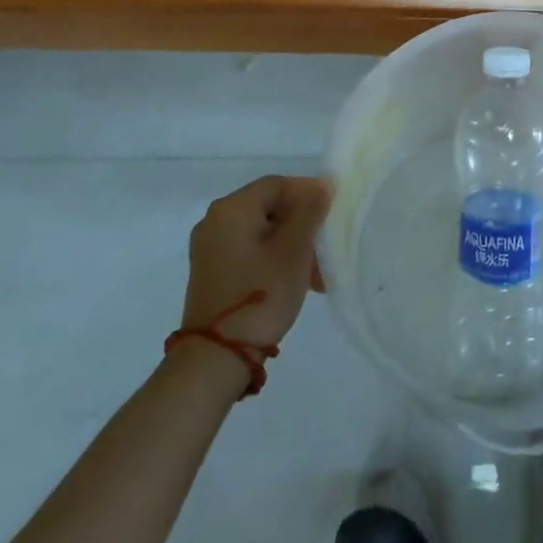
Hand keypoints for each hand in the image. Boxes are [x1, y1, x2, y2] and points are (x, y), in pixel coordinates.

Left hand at [180, 175, 332, 349]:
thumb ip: (310, 211)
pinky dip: (274, 259)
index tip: (333, 211)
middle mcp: (214, 221)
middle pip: (269, 208)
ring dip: (291, 245)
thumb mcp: (294, 249)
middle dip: (302, 224)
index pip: (277, 184)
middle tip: (326, 246)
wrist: (215, 359)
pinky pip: (249, 252)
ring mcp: (209, 249)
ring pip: (262, 233)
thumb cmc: (260, 294)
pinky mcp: (211, 273)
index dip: (308, 192)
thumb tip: (323, 184)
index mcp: (231, 208)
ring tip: (317, 273)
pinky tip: (295, 281)